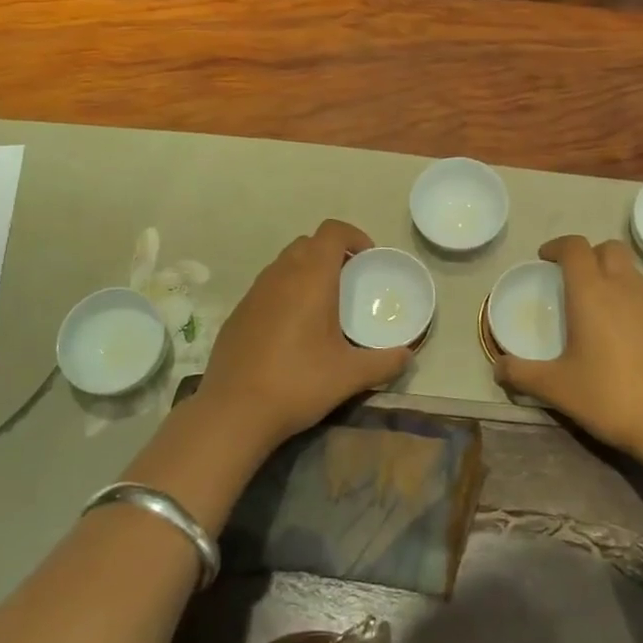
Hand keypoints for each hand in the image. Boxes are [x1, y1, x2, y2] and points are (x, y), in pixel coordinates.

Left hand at [197, 219, 409, 450]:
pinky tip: (291, 331)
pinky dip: (284, 294)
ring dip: (306, 272)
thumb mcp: (350, 376)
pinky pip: (266, 289)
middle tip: (349, 281)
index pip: (331, 231)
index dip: (353, 235)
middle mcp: (280, 275)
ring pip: (284, 264)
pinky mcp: (237, 314)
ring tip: (322, 306)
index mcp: (311, 278)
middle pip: (307, 243)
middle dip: (331, 253)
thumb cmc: (298, 382)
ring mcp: (253, 293)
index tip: (368, 258)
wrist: (233, 411)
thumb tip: (408, 356)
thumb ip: (385, 362)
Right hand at [494, 235, 642, 460]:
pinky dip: (629, 298)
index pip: (575, 247)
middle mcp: (624, 287)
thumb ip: (522, 374)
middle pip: (608, 248)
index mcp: (592, 292)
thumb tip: (497, 368)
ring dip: (611, 274)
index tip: (544, 259)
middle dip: (588, 254)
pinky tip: (621, 331)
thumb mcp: (556, 388)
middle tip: (571, 278)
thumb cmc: (610, 396)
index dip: (557, 246)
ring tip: (595, 304)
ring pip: (630, 270)